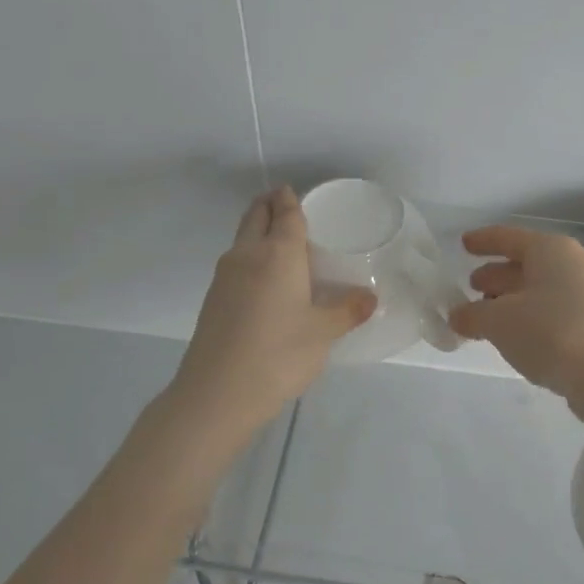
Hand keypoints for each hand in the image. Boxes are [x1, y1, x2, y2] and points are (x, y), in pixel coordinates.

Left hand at [171, 187, 375, 435]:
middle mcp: (247, 254)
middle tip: (284, 204)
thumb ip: (347, 310)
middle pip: (255, 216)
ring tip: (278, 240)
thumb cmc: (279, 353)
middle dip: (269, 204)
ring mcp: (224, 276)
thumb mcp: (323, 333)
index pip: (285, 213)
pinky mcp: (213, 298)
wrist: (218, 392)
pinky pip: (235, 262)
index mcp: (278, 253)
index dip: (290, 199)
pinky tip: (263, 278)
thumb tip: (370, 298)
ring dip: (256, 230)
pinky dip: (249, 256)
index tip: (294, 191)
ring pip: (241, 239)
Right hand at [448, 225, 583, 424]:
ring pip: (538, 292)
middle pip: (525, 265)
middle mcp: (571, 267)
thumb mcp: (500, 321)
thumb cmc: (552, 333)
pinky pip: (550, 316)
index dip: (483, 240)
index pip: (508, 238)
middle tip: (470, 286)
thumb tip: (457, 315)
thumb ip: (472, 315)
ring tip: (483, 316)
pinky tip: (513, 339)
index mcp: (550, 251)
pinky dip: (527, 322)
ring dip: (510, 302)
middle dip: (496, 275)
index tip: (463, 244)